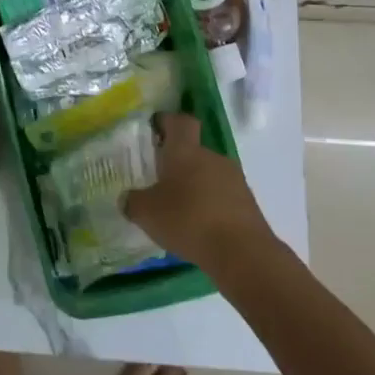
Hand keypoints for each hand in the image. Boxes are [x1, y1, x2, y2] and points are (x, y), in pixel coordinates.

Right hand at [125, 112, 272, 271]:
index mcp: (185, 151)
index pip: (180, 121)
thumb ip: (133, 202)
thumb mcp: (146, 213)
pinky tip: (199, 227)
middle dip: (178, 162)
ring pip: (209, 174)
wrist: (242, 253)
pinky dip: (210, 206)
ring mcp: (234, 180)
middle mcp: (212, 157)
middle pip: (194, 150)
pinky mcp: (248, 204)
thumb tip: (127, 199)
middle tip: (159, 180)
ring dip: (195, 186)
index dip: (168, 121)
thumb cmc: (188, 220)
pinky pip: (223, 196)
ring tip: (179, 209)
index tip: (155, 128)